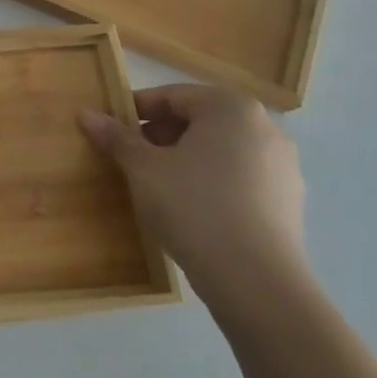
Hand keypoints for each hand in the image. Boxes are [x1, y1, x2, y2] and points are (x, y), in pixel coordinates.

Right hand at [80, 84, 307, 316]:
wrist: (256, 281)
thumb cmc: (193, 206)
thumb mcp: (143, 169)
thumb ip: (116, 137)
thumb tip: (86, 113)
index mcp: (230, 108)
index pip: (172, 96)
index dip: (137, 111)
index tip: (113, 133)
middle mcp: (264, 127)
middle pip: (200, 120)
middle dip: (162, 136)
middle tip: (133, 160)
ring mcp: (283, 166)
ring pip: (221, 150)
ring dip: (187, 159)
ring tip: (159, 186)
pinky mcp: (290, 201)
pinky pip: (241, 178)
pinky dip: (213, 182)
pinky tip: (192, 209)